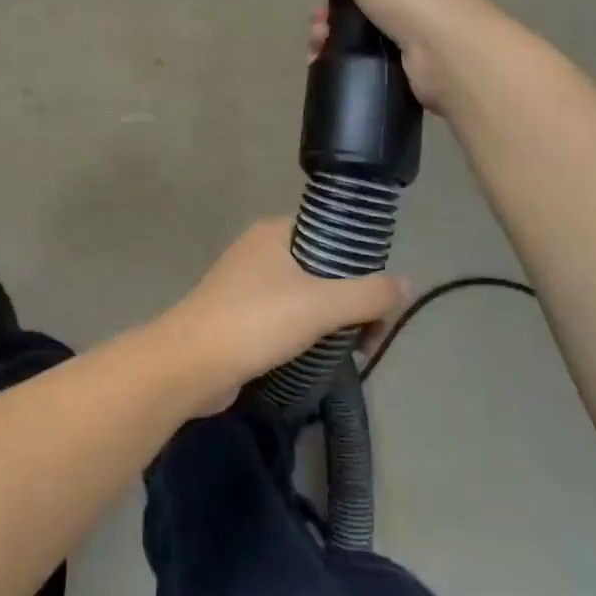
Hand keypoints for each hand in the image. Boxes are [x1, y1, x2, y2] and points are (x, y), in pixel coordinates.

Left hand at [156, 219, 402, 414]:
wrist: (190, 364)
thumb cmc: (255, 321)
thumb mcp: (321, 304)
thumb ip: (368, 294)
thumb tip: (405, 283)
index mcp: (274, 232)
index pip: (329, 231)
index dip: (360, 259)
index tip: (381, 295)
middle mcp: (259, 251)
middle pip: (322, 266)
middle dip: (351, 298)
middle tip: (370, 333)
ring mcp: (246, 285)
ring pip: (305, 295)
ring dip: (331, 320)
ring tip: (353, 350)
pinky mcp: (241, 317)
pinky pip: (286, 318)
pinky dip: (307, 334)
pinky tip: (323, 357)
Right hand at [305, 0, 485, 115]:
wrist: (449, 53)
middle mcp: (411, 0)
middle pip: (355, 6)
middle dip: (327, 16)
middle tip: (318, 30)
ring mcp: (410, 37)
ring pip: (356, 37)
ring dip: (328, 41)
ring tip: (317, 51)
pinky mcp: (406, 70)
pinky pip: (365, 63)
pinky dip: (342, 64)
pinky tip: (325, 67)